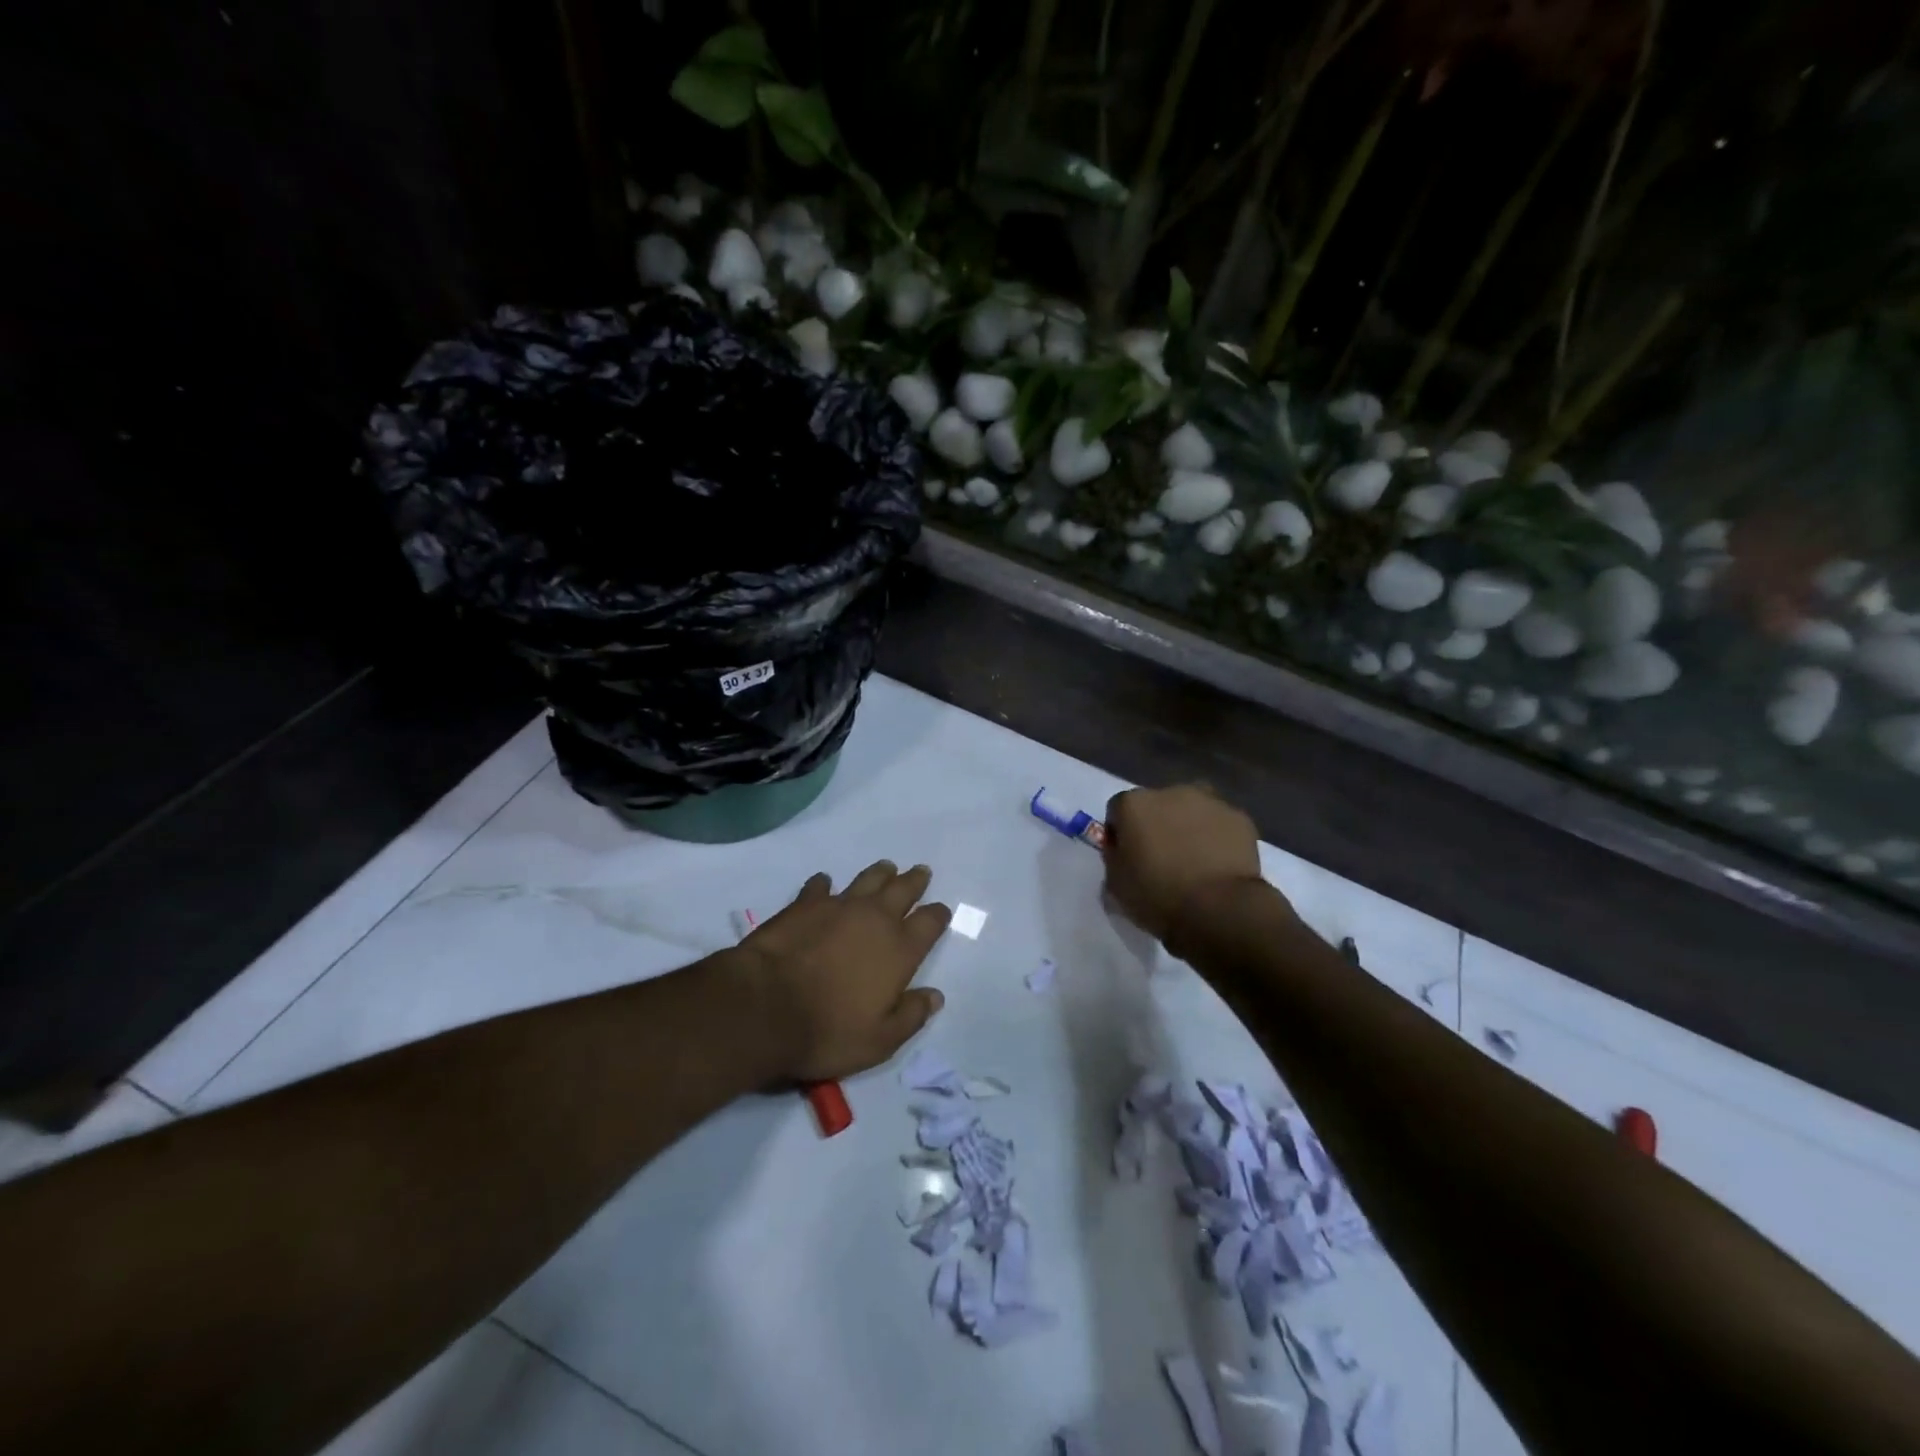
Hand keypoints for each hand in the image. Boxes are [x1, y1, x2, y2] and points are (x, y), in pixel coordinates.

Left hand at [734, 861, 950, 1082]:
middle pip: (902, 890)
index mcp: (900, 950)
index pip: (929, 922)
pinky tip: (825, 884)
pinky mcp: (804, 904)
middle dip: (914, 881)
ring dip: (880, 873)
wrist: (765, 1007)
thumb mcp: (880, 1041)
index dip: (938, 914)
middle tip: (920, 872)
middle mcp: (875, 919)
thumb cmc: (828, 1031)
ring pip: (868, 879)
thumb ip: (911, 1016)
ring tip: (887, 868)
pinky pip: (820, 886)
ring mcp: (838, 906)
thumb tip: (935, 996)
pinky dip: (825, 884)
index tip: (940, 911)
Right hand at [1102, 784, 1266, 950]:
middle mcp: (1169, 792)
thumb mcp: (1115, 884)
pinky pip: (1220, 824)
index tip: (1128, 857)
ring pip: (1191, 810)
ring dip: (1188, 827)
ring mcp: (1209, 802)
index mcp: (1133, 804)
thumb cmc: (1157, 896)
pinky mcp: (1239, 818)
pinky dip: (1217, 838)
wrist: (1218, 910)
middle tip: (1162, 858)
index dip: (1121, 834)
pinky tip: (1219, 864)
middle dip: (1157, 825)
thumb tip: (1122, 849)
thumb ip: (1114, 857)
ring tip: (1194, 861)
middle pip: (1157, 805)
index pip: (1118, 811)